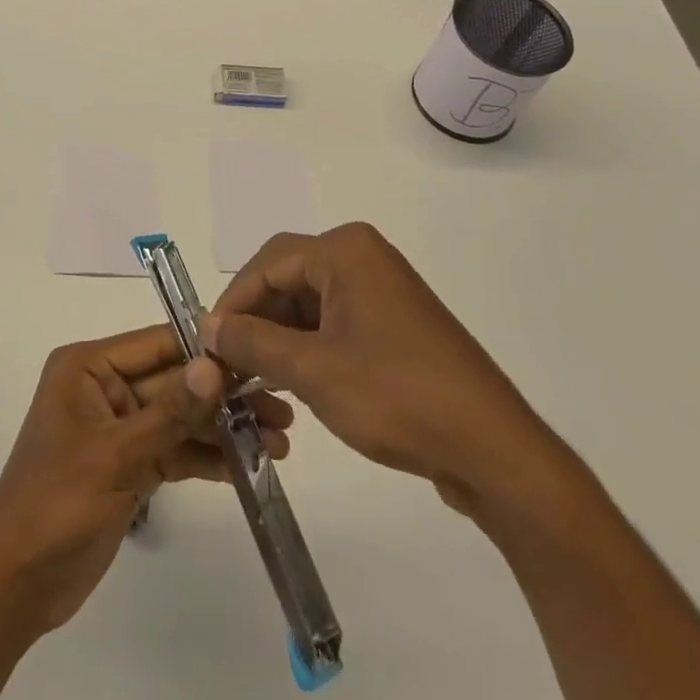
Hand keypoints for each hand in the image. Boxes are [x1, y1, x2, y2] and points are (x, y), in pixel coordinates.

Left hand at [0, 324, 293, 639]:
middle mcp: (105, 388)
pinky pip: (175, 450)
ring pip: (181, 418)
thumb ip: (170, 411)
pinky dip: (208, 458)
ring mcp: (119, 428)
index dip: (206, 349)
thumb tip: (215, 364)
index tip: (258, 353)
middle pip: (175, 382)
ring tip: (279, 442)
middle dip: (225, 396)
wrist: (16, 585)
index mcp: (88, 366)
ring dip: (224, 430)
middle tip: (282, 408)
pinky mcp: (130, 465)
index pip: (157, 344)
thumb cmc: (55, 504)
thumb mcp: (115, 454)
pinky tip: (249, 465)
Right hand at [203, 223, 572, 522]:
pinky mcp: (394, 323)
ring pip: (309, 303)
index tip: (207, 345)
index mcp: (345, 250)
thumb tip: (207, 325)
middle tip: (229, 366)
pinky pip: (335, 322)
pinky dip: (309, 348)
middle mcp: (363, 257)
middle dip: (256, 321)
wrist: (493, 449)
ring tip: (256, 381)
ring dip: (280, 339)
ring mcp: (382, 290)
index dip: (232, 304)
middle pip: (288, 279)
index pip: (267, 264)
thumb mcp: (312, 370)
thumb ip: (252, 342)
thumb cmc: (396, 396)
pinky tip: (294, 383)